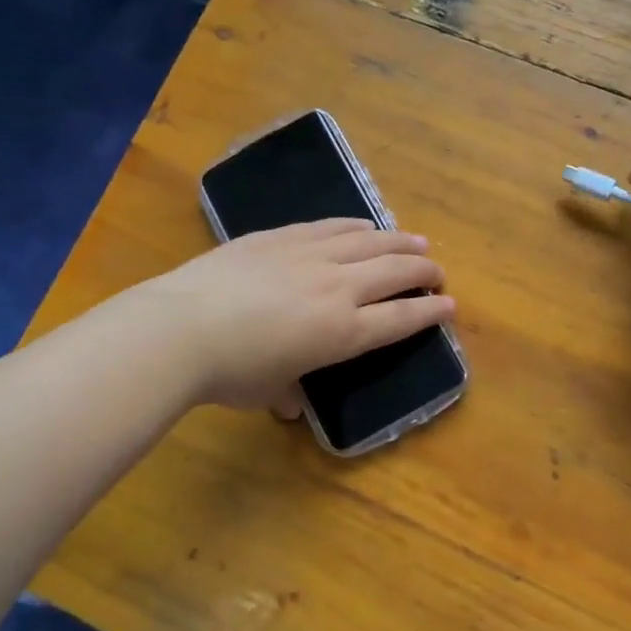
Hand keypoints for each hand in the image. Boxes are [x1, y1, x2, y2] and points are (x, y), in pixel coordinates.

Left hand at [147, 220, 453, 409]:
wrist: (181, 328)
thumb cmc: (230, 373)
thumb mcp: (268, 392)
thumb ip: (288, 394)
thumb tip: (291, 405)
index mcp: (343, 332)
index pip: (400, 320)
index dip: (429, 313)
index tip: (450, 306)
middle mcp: (338, 288)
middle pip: (394, 272)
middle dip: (423, 272)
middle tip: (438, 272)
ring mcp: (310, 256)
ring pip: (368, 242)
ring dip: (398, 242)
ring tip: (416, 242)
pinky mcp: (281, 237)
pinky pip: (330, 227)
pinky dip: (354, 226)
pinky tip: (363, 224)